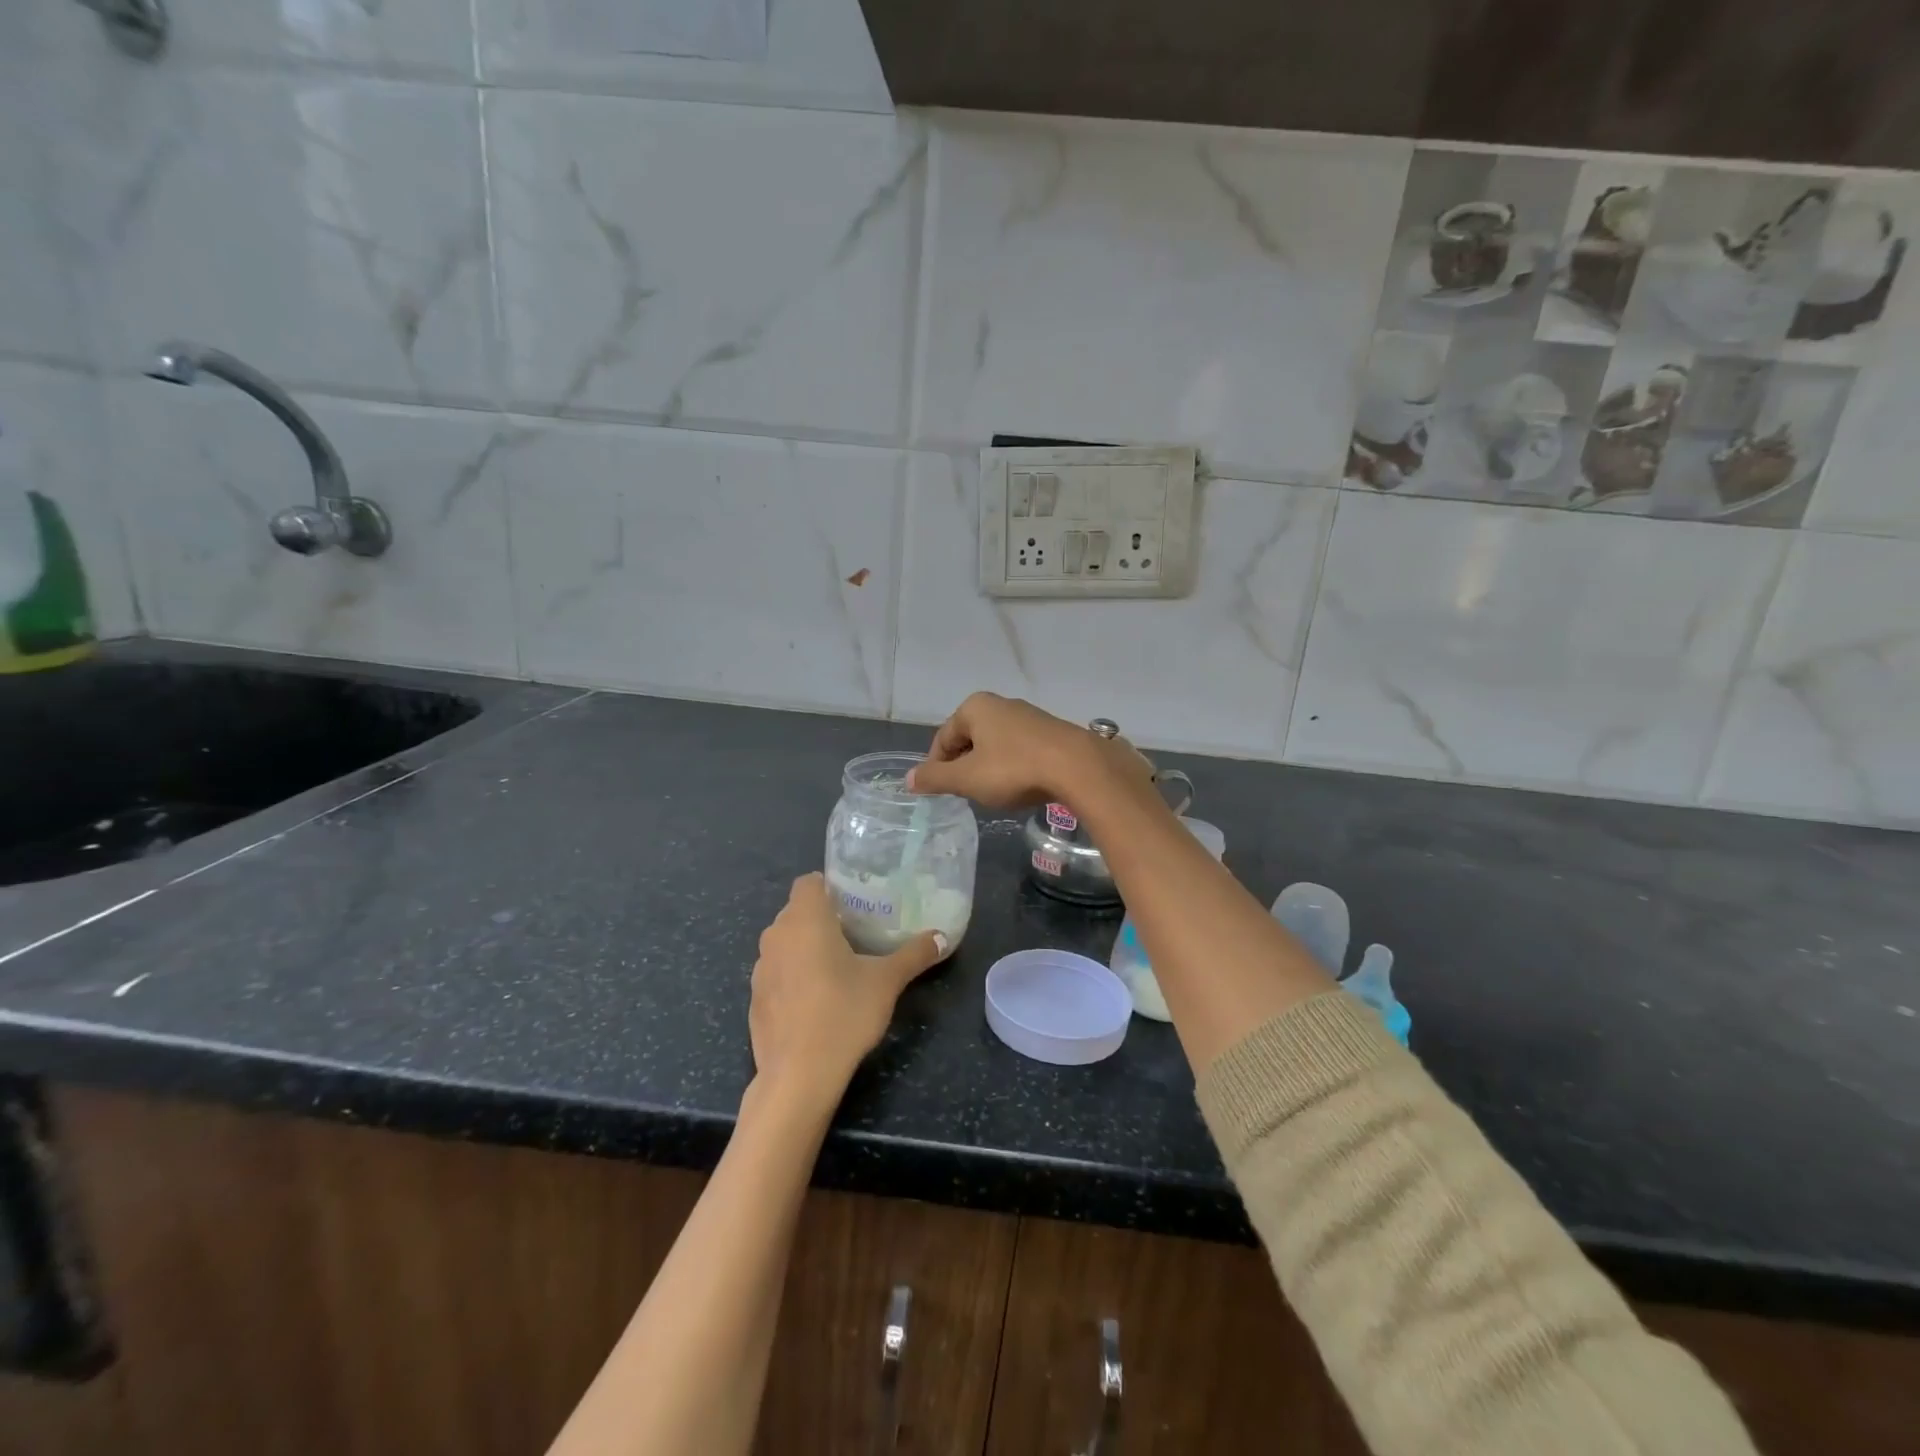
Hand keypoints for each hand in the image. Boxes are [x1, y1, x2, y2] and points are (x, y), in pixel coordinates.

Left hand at [749, 874, 946, 1110]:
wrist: (798, 1075)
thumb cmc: (843, 1013)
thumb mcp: (887, 981)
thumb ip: (914, 954)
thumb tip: (942, 937)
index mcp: (805, 919)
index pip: (808, 882)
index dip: (829, 887)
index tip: (854, 903)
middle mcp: (776, 935)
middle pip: (796, 911)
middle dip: (822, 918)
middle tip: (855, 932)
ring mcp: (760, 968)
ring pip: (784, 942)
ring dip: (805, 947)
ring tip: (838, 965)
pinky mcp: (755, 999)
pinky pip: (776, 973)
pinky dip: (792, 977)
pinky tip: (816, 1000)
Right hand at [906, 693, 1152, 809]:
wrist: (1077, 767)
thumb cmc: (1013, 769)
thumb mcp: (967, 779)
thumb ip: (935, 778)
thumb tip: (909, 779)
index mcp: (974, 707)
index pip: (943, 738)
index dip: (936, 766)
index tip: (939, 792)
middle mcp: (1000, 704)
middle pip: (969, 739)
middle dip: (963, 766)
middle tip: (965, 794)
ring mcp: (1028, 716)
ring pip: (995, 745)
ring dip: (988, 768)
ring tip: (993, 793)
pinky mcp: (1050, 732)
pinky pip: (1019, 750)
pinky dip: (1012, 767)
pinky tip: (1020, 786)